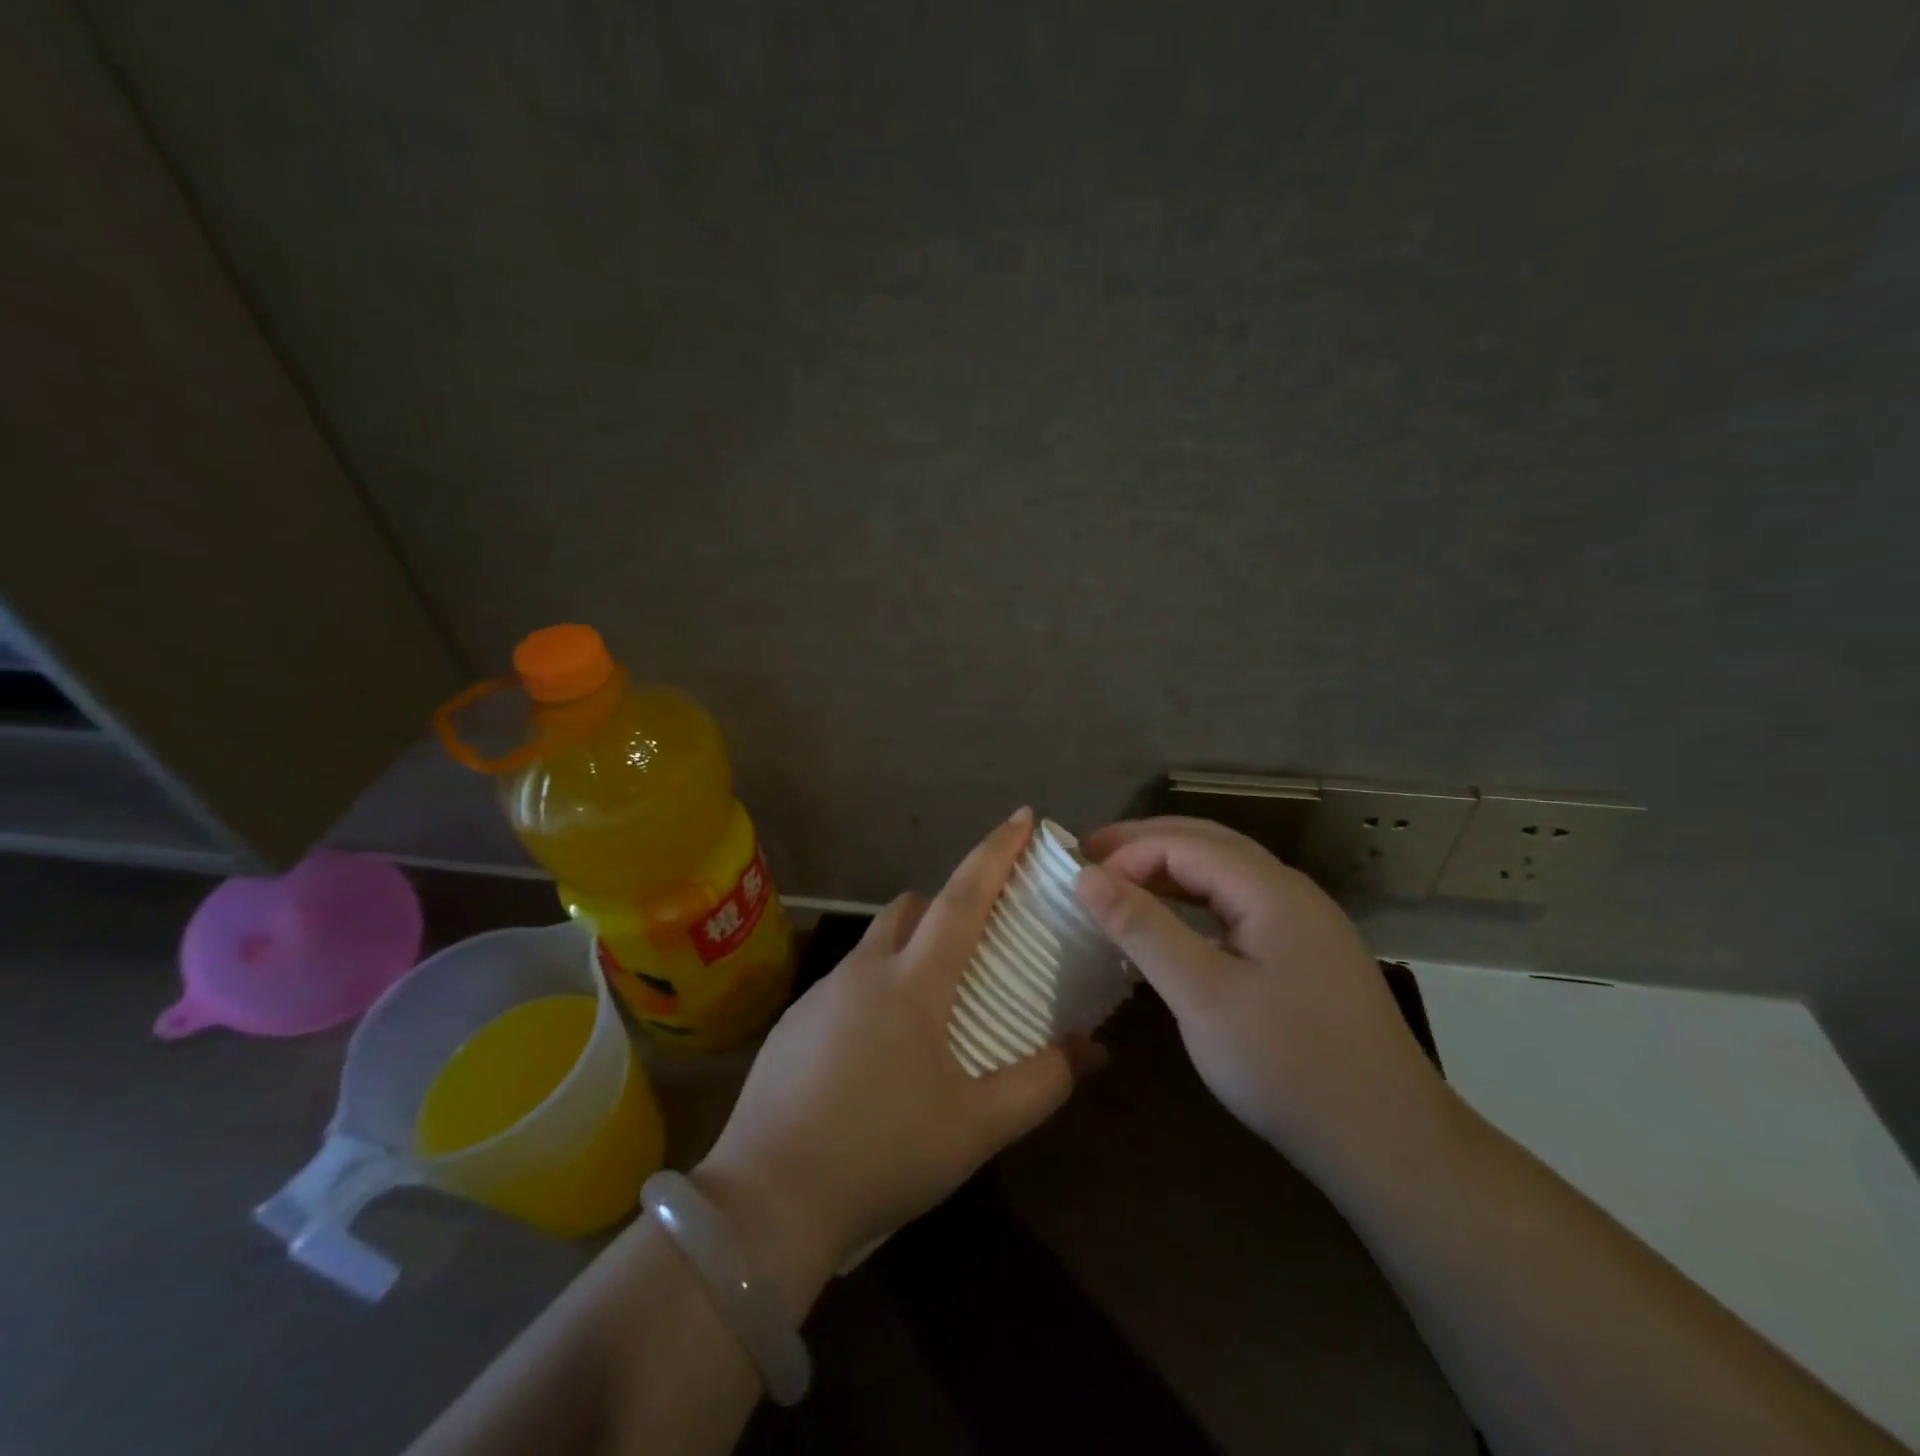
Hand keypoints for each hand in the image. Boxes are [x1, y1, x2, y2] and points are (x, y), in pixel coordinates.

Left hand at [693, 808, 1096, 1297]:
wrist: (766, 1201)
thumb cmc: (882, 1154)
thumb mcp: (975, 1128)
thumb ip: (1041, 1083)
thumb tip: (1094, 1050)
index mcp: (913, 982)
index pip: (963, 895)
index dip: (996, 852)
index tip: (1023, 815)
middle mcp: (865, 970)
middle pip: (912, 908)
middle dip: (947, 903)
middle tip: (979, 938)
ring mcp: (821, 993)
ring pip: (876, 944)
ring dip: (910, 949)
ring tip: (935, 1001)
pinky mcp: (793, 1022)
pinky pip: (848, 983)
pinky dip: (877, 987)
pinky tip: (882, 1048)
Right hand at [1074, 816, 1447, 1184]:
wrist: (1390, 1143)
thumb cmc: (1288, 1065)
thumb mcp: (1203, 995)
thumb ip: (1143, 929)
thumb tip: (1086, 876)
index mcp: (1271, 889)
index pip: (1185, 844)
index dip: (1128, 854)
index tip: (1079, 879)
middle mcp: (1290, 892)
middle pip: (1208, 844)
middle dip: (1145, 844)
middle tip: (1089, 856)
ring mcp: (1303, 923)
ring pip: (1225, 874)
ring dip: (1170, 869)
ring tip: (1119, 882)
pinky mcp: (1305, 955)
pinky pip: (1238, 906)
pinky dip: (1194, 901)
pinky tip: (1172, 924)